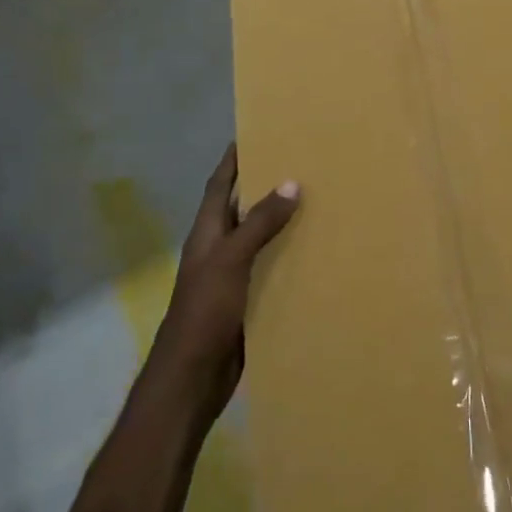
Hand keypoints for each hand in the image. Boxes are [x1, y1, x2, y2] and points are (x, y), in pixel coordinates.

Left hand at [153, 144, 299, 416]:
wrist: (192, 377)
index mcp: (207, 234)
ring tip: (318, 201)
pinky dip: (289, 258)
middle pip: (242, 209)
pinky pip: (271, 270)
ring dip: (282, 223)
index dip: (232, 160)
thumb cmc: (204, 311)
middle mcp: (219, 249)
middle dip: (265, 186)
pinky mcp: (247, 301)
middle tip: (301, 163)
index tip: (253, 133)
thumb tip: (290, 182)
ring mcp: (233, 277)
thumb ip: (259, 223)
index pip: (219, 185)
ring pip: (260, 240)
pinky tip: (316, 253)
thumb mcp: (231, 259)